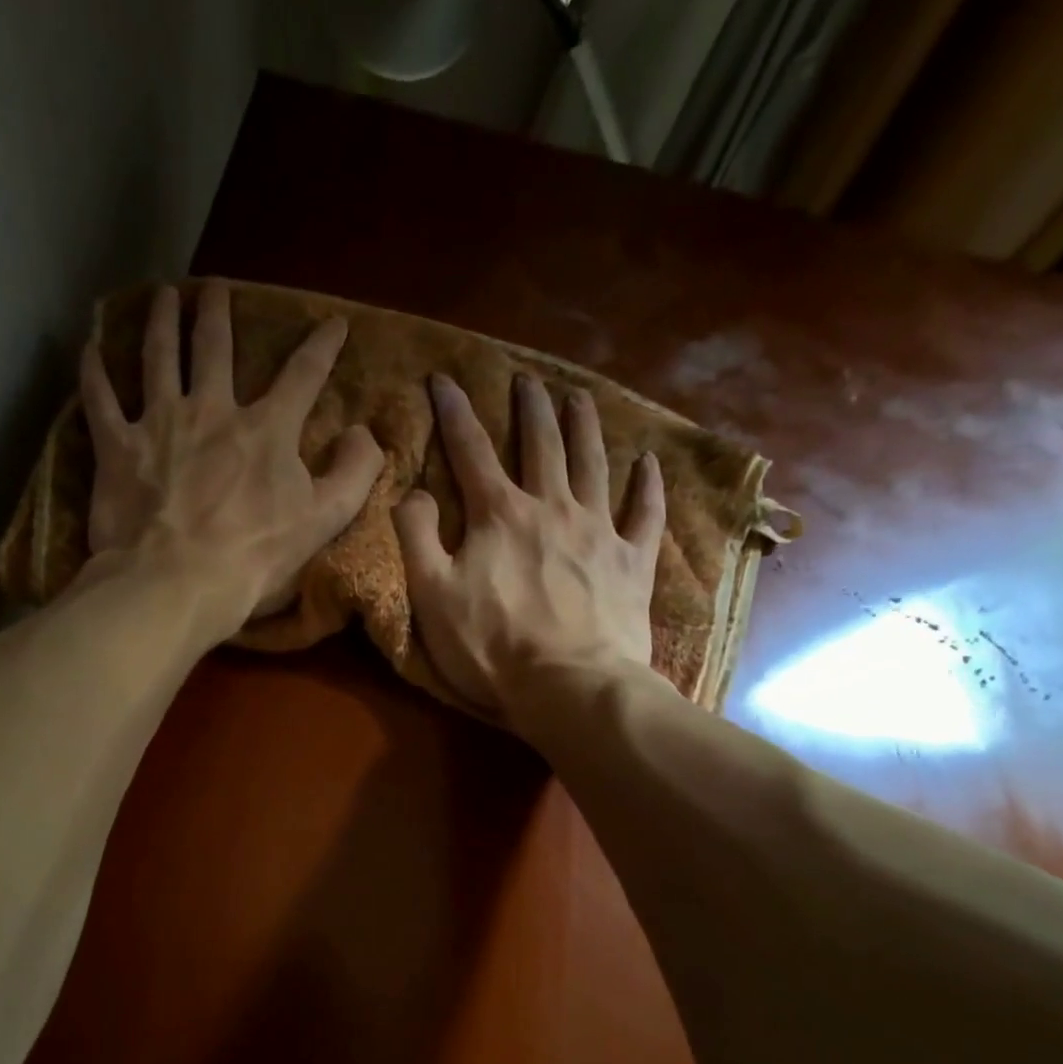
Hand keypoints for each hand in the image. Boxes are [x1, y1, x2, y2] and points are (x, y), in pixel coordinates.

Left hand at [79, 279, 382, 633]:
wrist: (177, 583)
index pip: (302, 376)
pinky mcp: (117, 448)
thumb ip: (354, 473)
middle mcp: (211, 410)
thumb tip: (365, 434)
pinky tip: (89, 346)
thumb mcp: (323, 521)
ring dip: (162, 322)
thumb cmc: (255, 558)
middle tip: (215, 287)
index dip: (321, 346)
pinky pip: (99, 398)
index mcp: (266, 430)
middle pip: (215, 348)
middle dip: (218, 313)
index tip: (333, 322)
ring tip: (164, 294)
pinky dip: (93, 370)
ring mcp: (159, 424)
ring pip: (159, 357)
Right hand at [393, 373, 665, 719]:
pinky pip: (645, 513)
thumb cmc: (492, 646)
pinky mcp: (632, 562)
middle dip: (530, 408)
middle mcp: (552, 508)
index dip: (454, 412)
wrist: (570, 686)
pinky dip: (648, 486)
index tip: (444, 377)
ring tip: (580, 397)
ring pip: (593, 465)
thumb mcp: (432, 596)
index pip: (471, 451)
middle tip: (527, 379)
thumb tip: (412, 492)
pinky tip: (649, 463)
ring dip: (585, 427)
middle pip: (541, 444)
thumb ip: (417, 537)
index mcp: (500, 515)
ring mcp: (599, 532)